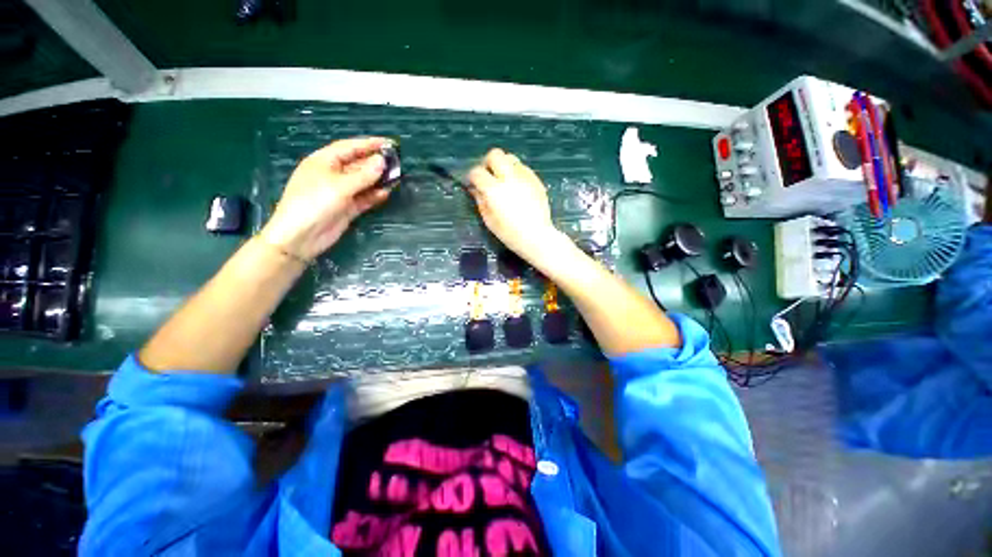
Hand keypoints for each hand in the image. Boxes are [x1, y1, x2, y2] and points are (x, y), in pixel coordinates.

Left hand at [260, 138, 389, 260]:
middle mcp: (333, 175)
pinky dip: (374, 196)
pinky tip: (387, 193)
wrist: (301, 237)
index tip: (389, 143)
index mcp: (324, 161)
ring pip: (363, 182)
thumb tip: (382, 161)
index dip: (369, 144)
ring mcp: (341, 192)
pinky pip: (364, 198)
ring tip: (397, 177)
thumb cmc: (314, 203)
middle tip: (397, 162)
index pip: (349, 148)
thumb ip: (363, 175)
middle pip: (358, 164)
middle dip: (376, 163)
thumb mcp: (339, 186)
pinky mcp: (347, 208)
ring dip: (378, 180)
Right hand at [468, 149, 559, 259]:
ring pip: (511, 158)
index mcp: (494, 190)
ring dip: (503, 166)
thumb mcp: (489, 220)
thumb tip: (475, 189)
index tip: (473, 183)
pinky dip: (516, 173)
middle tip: (489, 176)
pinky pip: (523, 168)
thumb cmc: (509, 233)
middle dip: (488, 163)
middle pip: (495, 155)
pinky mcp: (536, 180)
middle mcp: (509, 178)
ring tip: (504, 181)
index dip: (472, 177)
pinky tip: (517, 187)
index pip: (477, 172)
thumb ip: (480, 200)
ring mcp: (525, 177)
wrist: (536, 236)